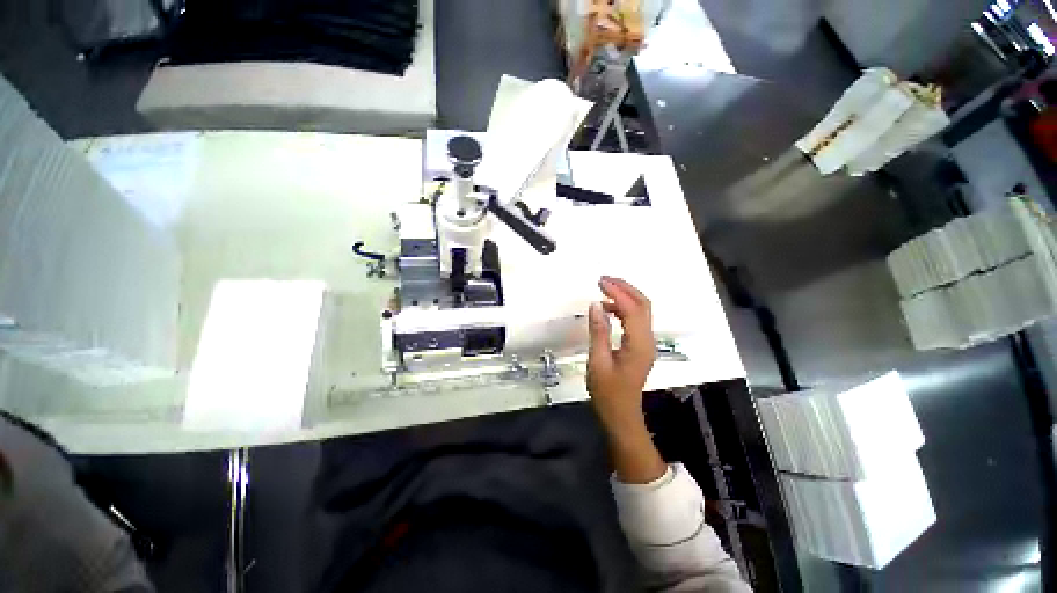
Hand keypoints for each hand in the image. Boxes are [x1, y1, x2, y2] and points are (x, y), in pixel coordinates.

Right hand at [587, 276, 664, 482]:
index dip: (617, 292)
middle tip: (604, 279)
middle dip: (625, 287)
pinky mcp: (641, 346)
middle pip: (643, 304)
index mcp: (638, 344)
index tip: (600, 281)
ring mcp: (646, 342)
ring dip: (625, 296)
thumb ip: (598, 331)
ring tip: (604, 289)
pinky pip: (636, 320)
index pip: (632, 309)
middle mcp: (647, 340)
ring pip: (641, 310)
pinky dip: (624, 309)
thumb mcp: (598, 362)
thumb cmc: (607, 392)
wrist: (621, 415)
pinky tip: (608, 309)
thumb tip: (595, 304)